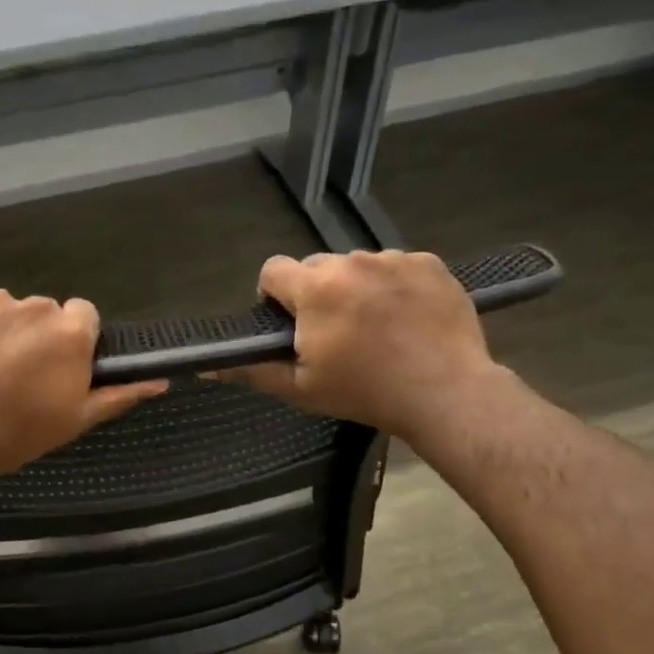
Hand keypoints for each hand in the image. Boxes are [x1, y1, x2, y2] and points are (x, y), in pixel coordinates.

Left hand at [0, 290, 166, 487]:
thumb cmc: (16, 433)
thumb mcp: (75, 420)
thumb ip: (119, 394)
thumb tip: (160, 380)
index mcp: (70, 332)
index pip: (84, 316)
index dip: (73, 341)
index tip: (58, 367)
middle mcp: (35, 306)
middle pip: (44, 313)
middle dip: (36, 336)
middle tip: (18, 375)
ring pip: (6, 309)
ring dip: (1, 330)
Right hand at [217, 251, 502, 437]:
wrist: (447, 393)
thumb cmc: (365, 392)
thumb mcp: (300, 389)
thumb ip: (251, 371)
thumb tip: (206, 369)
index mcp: (315, 288)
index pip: (272, 269)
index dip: (274, 296)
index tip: (290, 324)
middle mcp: (352, 262)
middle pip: (316, 266)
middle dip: (316, 293)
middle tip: (334, 333)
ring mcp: (395, 259)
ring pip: (357, 266)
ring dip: (355, 288)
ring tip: (376, 327)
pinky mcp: (430, 263)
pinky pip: (396, 267)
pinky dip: (393, 286)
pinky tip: (405, 318)